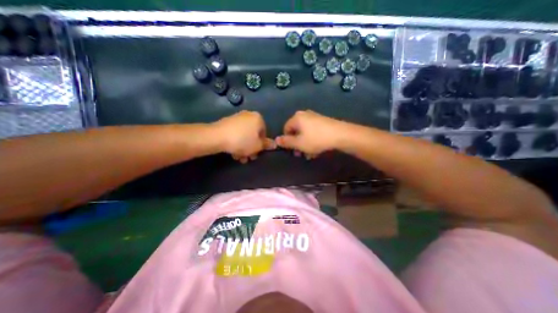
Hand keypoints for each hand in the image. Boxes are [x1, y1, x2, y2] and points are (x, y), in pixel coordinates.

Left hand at [212, 110, 275, 162]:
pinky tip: (233, 153)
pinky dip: (236, 143)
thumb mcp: (258, 146)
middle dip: (251, 148)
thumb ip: (266, 145)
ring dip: (243, 148)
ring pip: (244, 136)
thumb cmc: (242, 141)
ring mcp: (237, 118)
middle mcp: (248, 115)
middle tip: (248, 158)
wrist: (217, 136)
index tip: (256, 153)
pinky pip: (236, 134)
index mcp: (258, 118)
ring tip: (239, 158)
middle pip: (253, 135)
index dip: (261, 145)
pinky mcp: (227, 122)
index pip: (264, 133)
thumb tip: (275, 144)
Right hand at [274, 111, 344, 158]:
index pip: (285, 129)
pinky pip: (313, 131)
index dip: (287, 141)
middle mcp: (304, 115)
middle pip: (296, 131)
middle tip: (301, 154)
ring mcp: (315, 117)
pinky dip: (313, 140)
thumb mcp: (299, 143)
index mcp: (296, 118)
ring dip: (305, 144)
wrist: (341, 135)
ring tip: (310, 154)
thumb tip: (276, 140)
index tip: (293, 150)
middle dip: (297, 144)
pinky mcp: (323, 121)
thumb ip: (286, 142)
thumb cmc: (316, 139)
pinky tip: (317, 149)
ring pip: (305, 133)